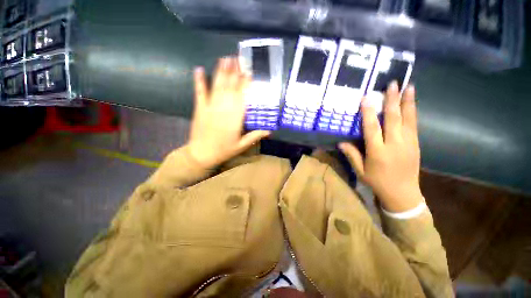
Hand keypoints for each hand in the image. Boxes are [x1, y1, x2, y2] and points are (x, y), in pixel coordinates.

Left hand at [185, 57, 269, 168]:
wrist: (201, 154)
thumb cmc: (224, 150)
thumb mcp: (242, 145)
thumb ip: (255, 136)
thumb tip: (270, 130)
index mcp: (235, 118)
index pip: (242, 97)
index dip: (246, 84)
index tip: (250, 72)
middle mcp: (223, 109)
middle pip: (230, 88)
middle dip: (235, 72)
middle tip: (239, 59)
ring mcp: (210, 107)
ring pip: (217, 86)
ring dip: (221, 72)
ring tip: (226, 59)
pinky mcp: (199, 108)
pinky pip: (199, 92)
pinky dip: (199, 80)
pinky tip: (199, 69)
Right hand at [339, 82, 422, 212]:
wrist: (403, 193)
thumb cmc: (378, 182)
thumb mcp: (360, 171)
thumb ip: (352, 155)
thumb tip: (341, 142)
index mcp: (378, 152)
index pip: (372, 128)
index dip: (368, 113)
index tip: (367, 98)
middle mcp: (394, 144)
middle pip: (393, 119)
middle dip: (392, 100)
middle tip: (392, 84)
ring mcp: (408, 144)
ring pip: (408, 119)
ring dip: (407, 102)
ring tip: (409, 87)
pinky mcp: (416, 145)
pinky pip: (414, 125)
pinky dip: (413, 112)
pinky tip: (412, 103)